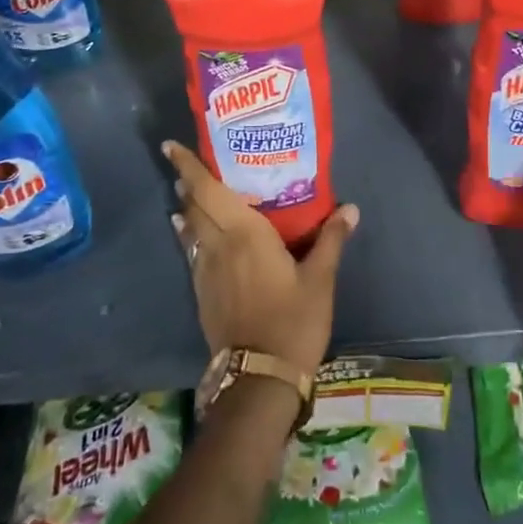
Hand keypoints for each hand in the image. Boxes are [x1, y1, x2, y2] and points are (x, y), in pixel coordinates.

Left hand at [163, 141, 357, 377]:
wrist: (259, 377)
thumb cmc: (293, 321)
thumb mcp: (319, 280)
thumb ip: (331, 240)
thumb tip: (350, 208)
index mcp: (245, 233)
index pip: (209, 191)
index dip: (189, 167)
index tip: (172, 146)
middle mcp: (219, 244)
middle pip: (195, 206)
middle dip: (187, 182)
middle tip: (184, 163)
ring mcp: (206, 270)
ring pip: (191, 228)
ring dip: (187, 207)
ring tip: (186, 192)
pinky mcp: (202, 292)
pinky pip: (192, 251)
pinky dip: (189, 235)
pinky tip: (191, 234)